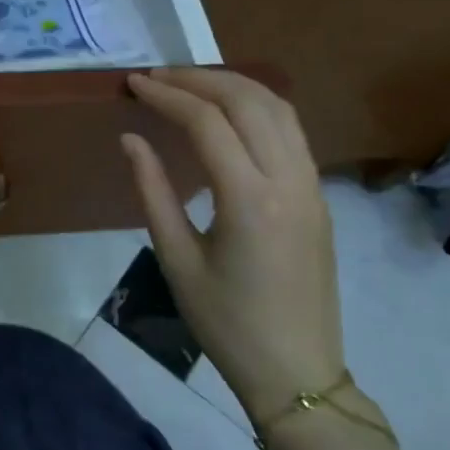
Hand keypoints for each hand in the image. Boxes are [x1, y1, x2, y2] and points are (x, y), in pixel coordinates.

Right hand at [121, 68, 344, 421]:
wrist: (297, 372)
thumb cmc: (225, 322)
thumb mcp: (176, 258)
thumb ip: (152, 191)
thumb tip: (131, 139)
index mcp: (250, 200)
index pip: (208, 123)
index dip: (167, 96)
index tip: (134, 84)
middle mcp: (289, 181)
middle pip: (249, 102)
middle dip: (199, 79)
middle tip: (156, 77)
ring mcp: (312, 186)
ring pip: (279, 109)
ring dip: (232, 86)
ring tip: (189, 84)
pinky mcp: (318, 196)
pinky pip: (291, 131)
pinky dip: (257, 107)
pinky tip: (227, 112)